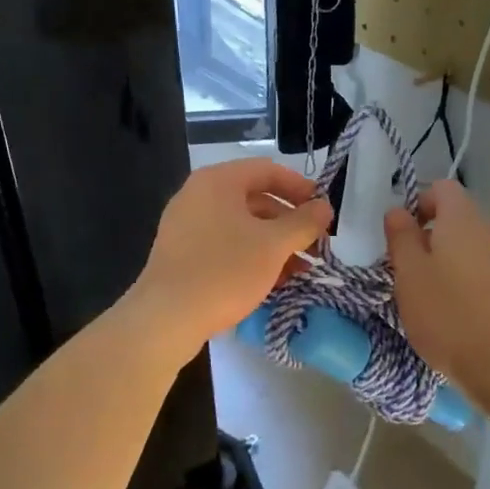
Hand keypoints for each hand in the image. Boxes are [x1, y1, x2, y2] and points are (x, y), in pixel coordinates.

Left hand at [127, 158, 332, 352]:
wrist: (165, 318)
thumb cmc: (224, 271)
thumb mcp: (273, 246)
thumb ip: (304, 222)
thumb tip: (324, 206)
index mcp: (218, 181)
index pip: (268, 170)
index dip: (301, 188)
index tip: (323, 212)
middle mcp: (198, 195)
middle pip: (255, 198)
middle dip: (290, 222)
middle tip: (315, 245)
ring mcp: (186, 225)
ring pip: (242, 225)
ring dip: (274, 243)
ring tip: (300, 269)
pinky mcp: (182, 253)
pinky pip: (225, 244)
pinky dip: (251, 256)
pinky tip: (272, 281)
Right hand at [385, 180, 489, 402]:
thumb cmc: (450, 317)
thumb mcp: (409, 277)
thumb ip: (401, 237)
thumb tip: (398, 210)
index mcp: (464, 220)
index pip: (442, 188)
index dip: (419, 204)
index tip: (404, 236)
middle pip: (459, 220)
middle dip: (434, 238)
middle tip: (413, 274)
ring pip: (476, 248)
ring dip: (454, 263)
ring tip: (437, 299)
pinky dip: (475, 283)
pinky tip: (464, 316)